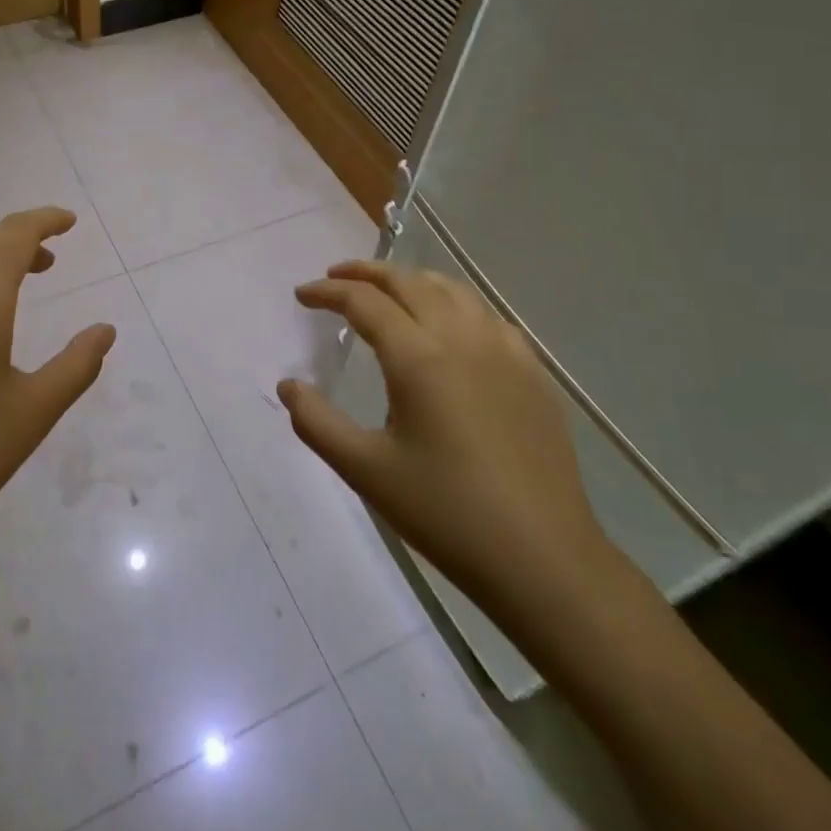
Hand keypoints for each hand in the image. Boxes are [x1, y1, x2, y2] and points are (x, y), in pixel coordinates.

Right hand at [278, 260, 615, 636]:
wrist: (543, 558)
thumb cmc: (445, 512)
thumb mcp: (365, 470)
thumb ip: (317, 422)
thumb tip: (288, 386)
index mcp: (418, 356)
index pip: (364, 301)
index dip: (328, 292)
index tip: (302, 295)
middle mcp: (461, 337)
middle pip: (408, 282)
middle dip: (366, 272)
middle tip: (335, 278)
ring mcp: (504, 350)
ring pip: (452, 290)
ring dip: (411, 280)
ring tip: (388, 291)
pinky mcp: (532, 371)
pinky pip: (486, 315)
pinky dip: (454, 303)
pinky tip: (450, 326)